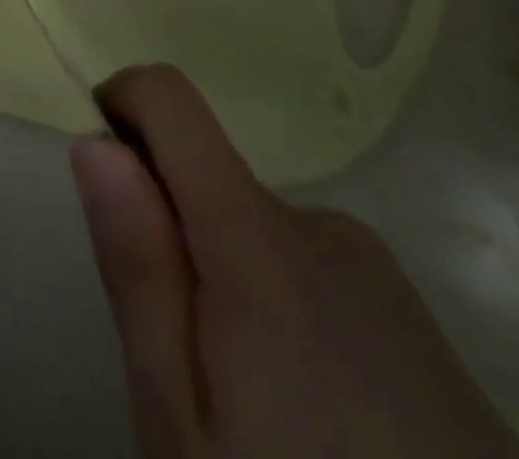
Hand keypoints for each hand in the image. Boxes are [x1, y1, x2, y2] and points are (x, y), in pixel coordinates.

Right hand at [73, 65, 518, 458]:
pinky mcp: (422, 324)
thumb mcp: (181, 420)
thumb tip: (96, 142)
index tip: (108, 178)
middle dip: (171, 231)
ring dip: (224, 276)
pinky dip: (278, 304)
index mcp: (259, 240)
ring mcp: (383, 277)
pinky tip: (316, 416)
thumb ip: (139, 270)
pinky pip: (310, 268)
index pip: (170, 99)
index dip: (121, 106)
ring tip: (251, 400)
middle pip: (206, 175)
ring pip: (254, 227)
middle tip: (184, 358)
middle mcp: (324, 229)